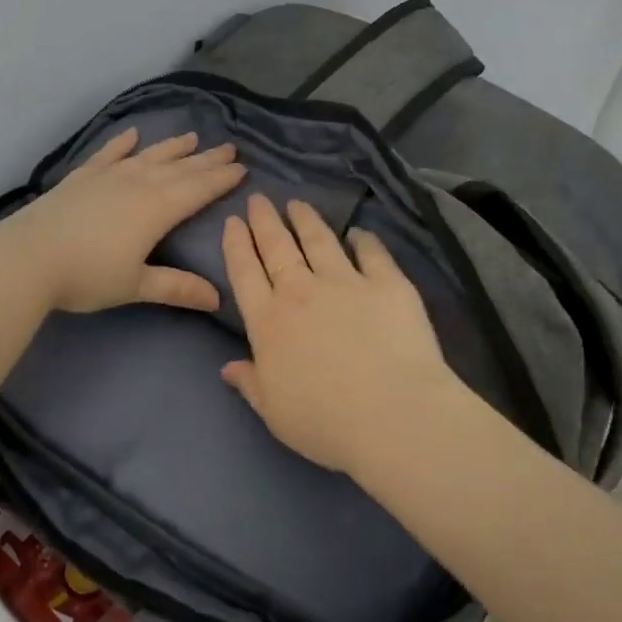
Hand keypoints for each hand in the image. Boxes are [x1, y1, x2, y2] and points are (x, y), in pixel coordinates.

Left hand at [0, 128, 244, 313]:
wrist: (27, 258)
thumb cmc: (87, 275)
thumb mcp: (135, 285)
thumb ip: (176, 287)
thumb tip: (217, 298)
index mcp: (157, 209)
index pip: (198, 189)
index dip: (221, 179)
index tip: (242, 167)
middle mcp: (137, 184)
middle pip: (179, 168)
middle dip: (206, 159)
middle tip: (229, 148)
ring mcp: (108, 176)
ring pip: (148, 156)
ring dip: (172, 147)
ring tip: (192, 137)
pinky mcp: (81, 177)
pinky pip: (108, 154)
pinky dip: (122, 144)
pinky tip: (132, 135)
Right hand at [220, 194, 464, 476]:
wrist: (394, 416)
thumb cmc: (325, 423)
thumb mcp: (274, 412)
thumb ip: (250, 384)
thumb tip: (228, 366)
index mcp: (269, 323)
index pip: (245, 273)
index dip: (237, 244)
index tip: (233, 221)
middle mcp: (301, 293)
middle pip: (278, 247)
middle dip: (265, 221)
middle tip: (259, 198)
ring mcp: (346, 283)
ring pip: (320, 241)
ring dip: (306, 220)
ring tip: (298, 204)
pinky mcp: (388, 284)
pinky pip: (372, 253)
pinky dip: (363, 240)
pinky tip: (359, 233)